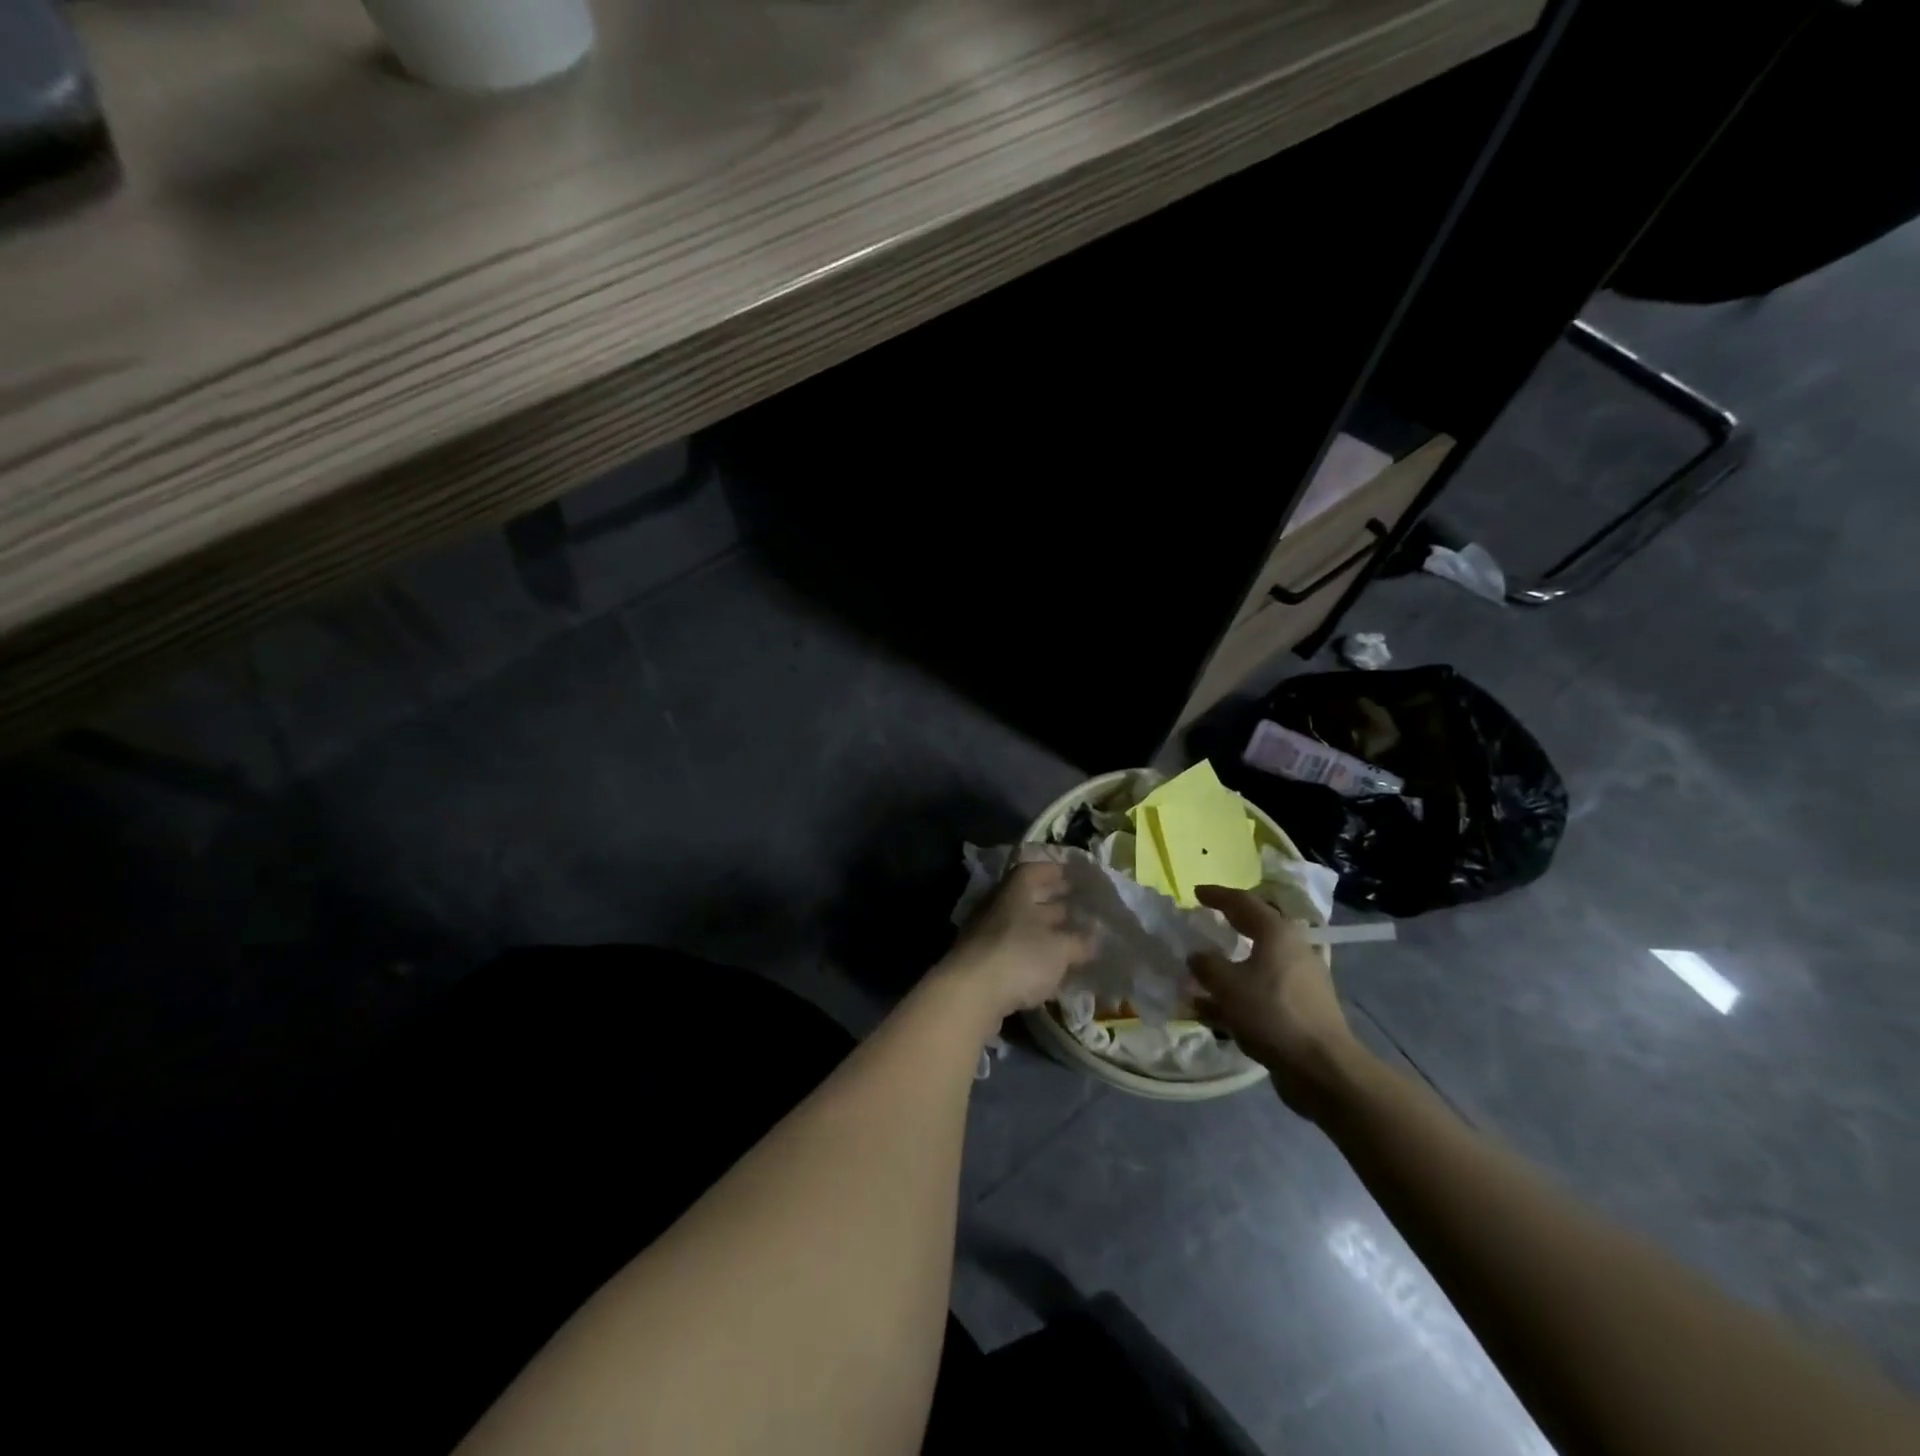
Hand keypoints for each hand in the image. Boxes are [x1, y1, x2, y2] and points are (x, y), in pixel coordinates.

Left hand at [938, 861, 1093, 1024]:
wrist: (970, 994)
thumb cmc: (1019, 957)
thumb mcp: (1059, 949)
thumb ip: (1078, 943)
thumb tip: (1093, 940)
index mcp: (1015, 892)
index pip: (1033, 871)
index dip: (1053, 872)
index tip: (1071, 877)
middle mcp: (998, 907)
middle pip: (1027, 899)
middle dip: (1052, 903)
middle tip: (1077, 909)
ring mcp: (986, 935)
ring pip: (1020, 926)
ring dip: (1043, 931)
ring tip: (1069, 940)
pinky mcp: (982, 962)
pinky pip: (1013, 950)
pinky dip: (1032, 955)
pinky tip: (1049, 969)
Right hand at [1190, 886, 1364, 1120]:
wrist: (1322, 1068)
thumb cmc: (1272, 1014)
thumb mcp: (1228, 985)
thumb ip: (1206, 965)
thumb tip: (1197, 955)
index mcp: (1277, 934)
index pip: (1243, 902)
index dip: (1218, 895)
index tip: (1196, 892)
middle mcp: (1292, 950)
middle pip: (1255, 928)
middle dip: (1228, 924)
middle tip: (1204, 920)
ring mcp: (1300, 980)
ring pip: (1257, 962)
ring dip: (1229, 964)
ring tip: (1202, 970)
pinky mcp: (1301, 1008)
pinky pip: (1262, 990)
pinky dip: (1238, 992)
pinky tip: (1213, 1009)